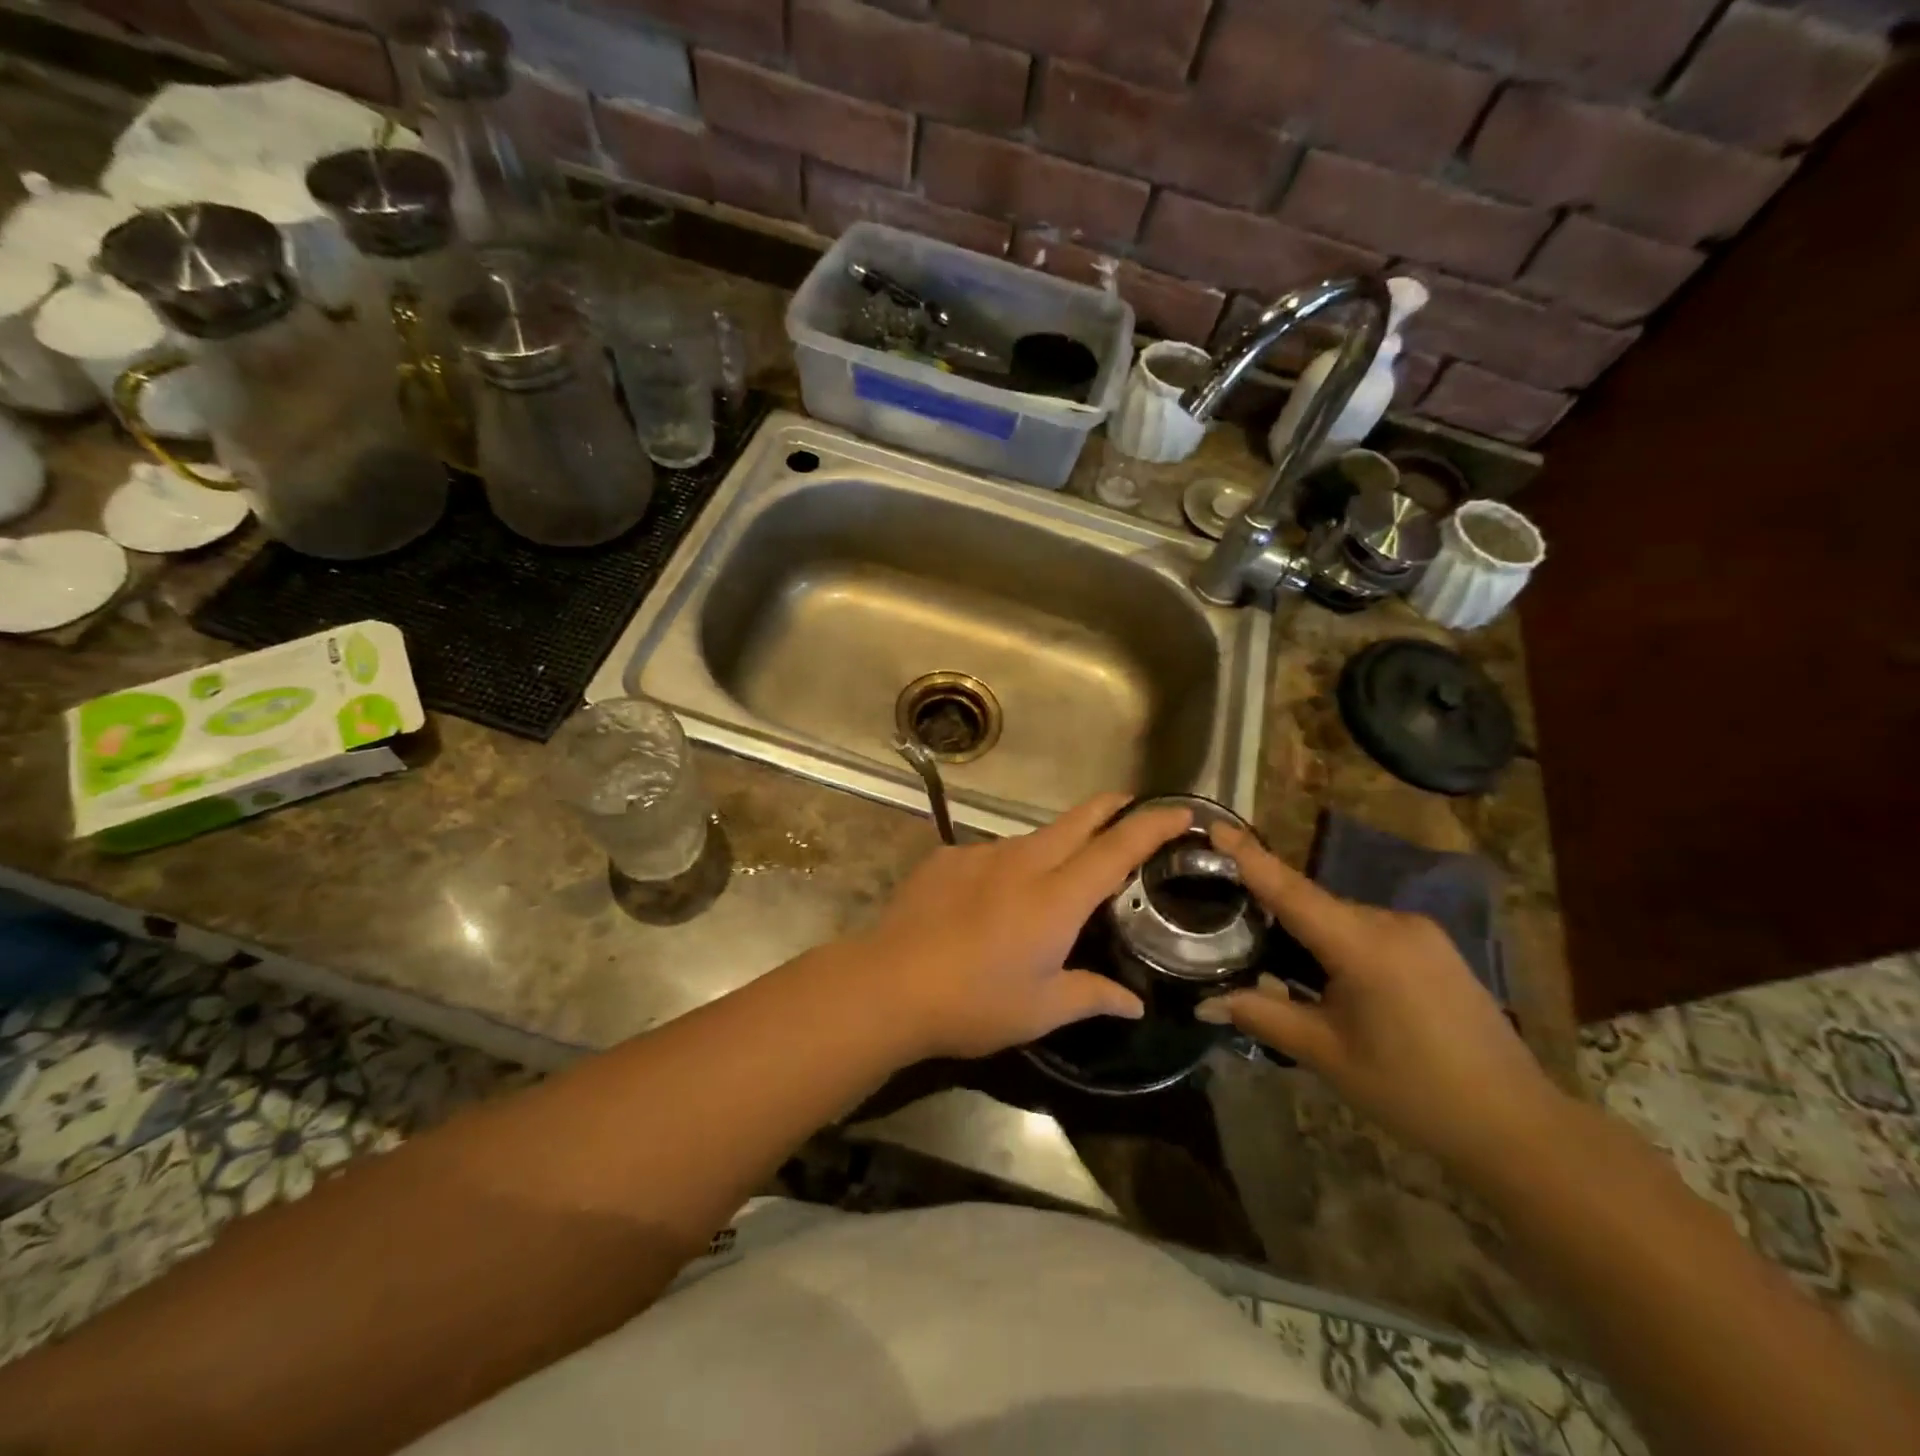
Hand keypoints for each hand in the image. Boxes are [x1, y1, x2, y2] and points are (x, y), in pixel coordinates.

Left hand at [856, 794, 1190, 1060]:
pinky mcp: (945, 858)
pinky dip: (1005, 869)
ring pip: (1031, 838)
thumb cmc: (973, 1003)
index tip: (1181, 810)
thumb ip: (1092, 996)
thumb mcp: (1040, 1010)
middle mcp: (1022, 861)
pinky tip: (988, 902)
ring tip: (1051, 882)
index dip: (1152, 825)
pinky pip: (989, 856)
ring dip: (1054, 847)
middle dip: (1111, 808)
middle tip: (1131, 809)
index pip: (1116, 848)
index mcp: (1056, 897)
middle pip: (1078, 819)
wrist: (887, 984)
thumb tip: (1133, 1002)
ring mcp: (980, 854)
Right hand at [1196, 823, 1569, 1174]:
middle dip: (1271, 909)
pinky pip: (1367, 930)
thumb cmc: (1413, 1092)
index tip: (1215, 826)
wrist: (1518, 1126)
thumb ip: (1263, 1016)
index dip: (1249, 856)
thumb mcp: (1327, 1055)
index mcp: (1364, 945)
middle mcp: (1392, 923)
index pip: (1291, 890)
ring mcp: (1419, 932)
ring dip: (1305, 932)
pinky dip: (1336, 943)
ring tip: (1272, 959)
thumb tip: (1205, 1000)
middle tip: (1227, 921)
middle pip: (1313, 904)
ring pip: (1339, 918)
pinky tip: (1324, 976)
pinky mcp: (1433, 947)